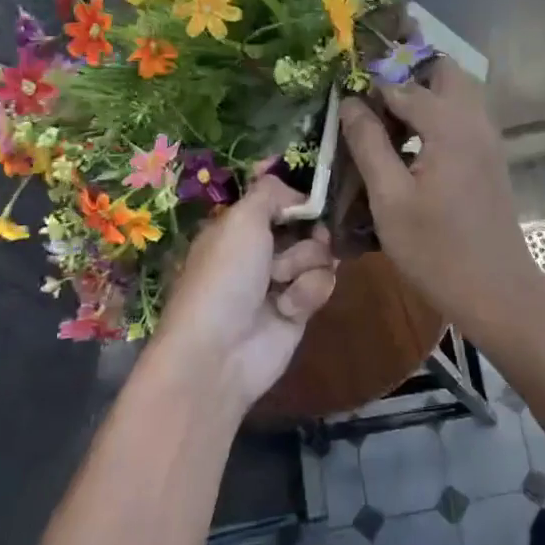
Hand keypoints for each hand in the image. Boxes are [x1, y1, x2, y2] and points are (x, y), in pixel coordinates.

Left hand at [154, 175, 337, 413]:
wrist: (220, 352)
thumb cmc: (225, 276)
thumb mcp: (241, 219)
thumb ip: (271, 192)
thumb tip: (298, 193)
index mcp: (239, 225)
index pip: (278, 198)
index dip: (297, 196)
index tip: (310, 197)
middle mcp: (260, 248)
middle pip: (308, 223)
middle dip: (309, 231)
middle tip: (304, 238)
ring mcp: (281, 279)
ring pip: (320, 252)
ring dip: (305, 264)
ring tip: (281, 282)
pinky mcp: (300, 307)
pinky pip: (323, 283)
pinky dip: (308, 292)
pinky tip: (288, 308)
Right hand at [338, 59, 543, 336]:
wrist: (497, 291)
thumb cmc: (436, 250)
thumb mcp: (389, 199)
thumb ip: (369, 144)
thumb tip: (351, 102)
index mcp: (450, 126)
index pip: (405, 85)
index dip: (373, 85)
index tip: (345, 91)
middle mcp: (475, 121)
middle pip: (445, 72)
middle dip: (408, 73)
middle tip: (372, 97)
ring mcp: (488, 140)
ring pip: (458, 93)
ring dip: (425, 93)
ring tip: (386, 119)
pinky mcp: (491, 159)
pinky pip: (464, 117)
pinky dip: (439, 115)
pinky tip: (412, 145)